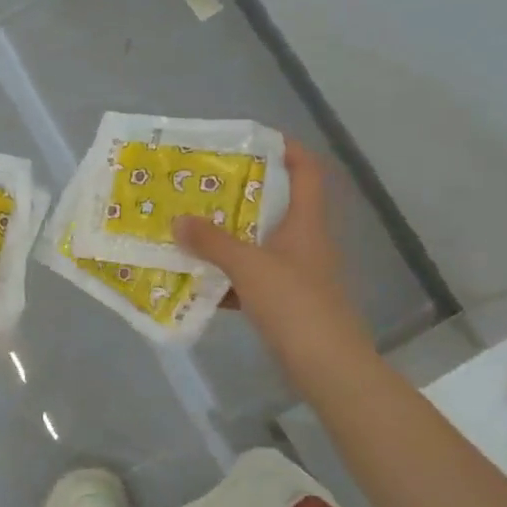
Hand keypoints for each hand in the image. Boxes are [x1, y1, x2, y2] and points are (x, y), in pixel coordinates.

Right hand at [173, 141, 373, 390]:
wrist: (327, 366)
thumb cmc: (294, 304)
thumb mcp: (249, 267)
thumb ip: (212, 242)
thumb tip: (178, 220)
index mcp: (306, 223)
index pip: (307, 171)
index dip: (287, 148)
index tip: (253, 140)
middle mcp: (305, 242)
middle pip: (277, 206)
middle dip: (241, 195)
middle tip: (204, 186)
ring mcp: (298, 274)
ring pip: (261, 244)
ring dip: (230, 238)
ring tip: (193, 228)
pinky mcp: (287, 303)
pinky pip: (253, 280)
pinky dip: (229, 278)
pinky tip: (200, 282)